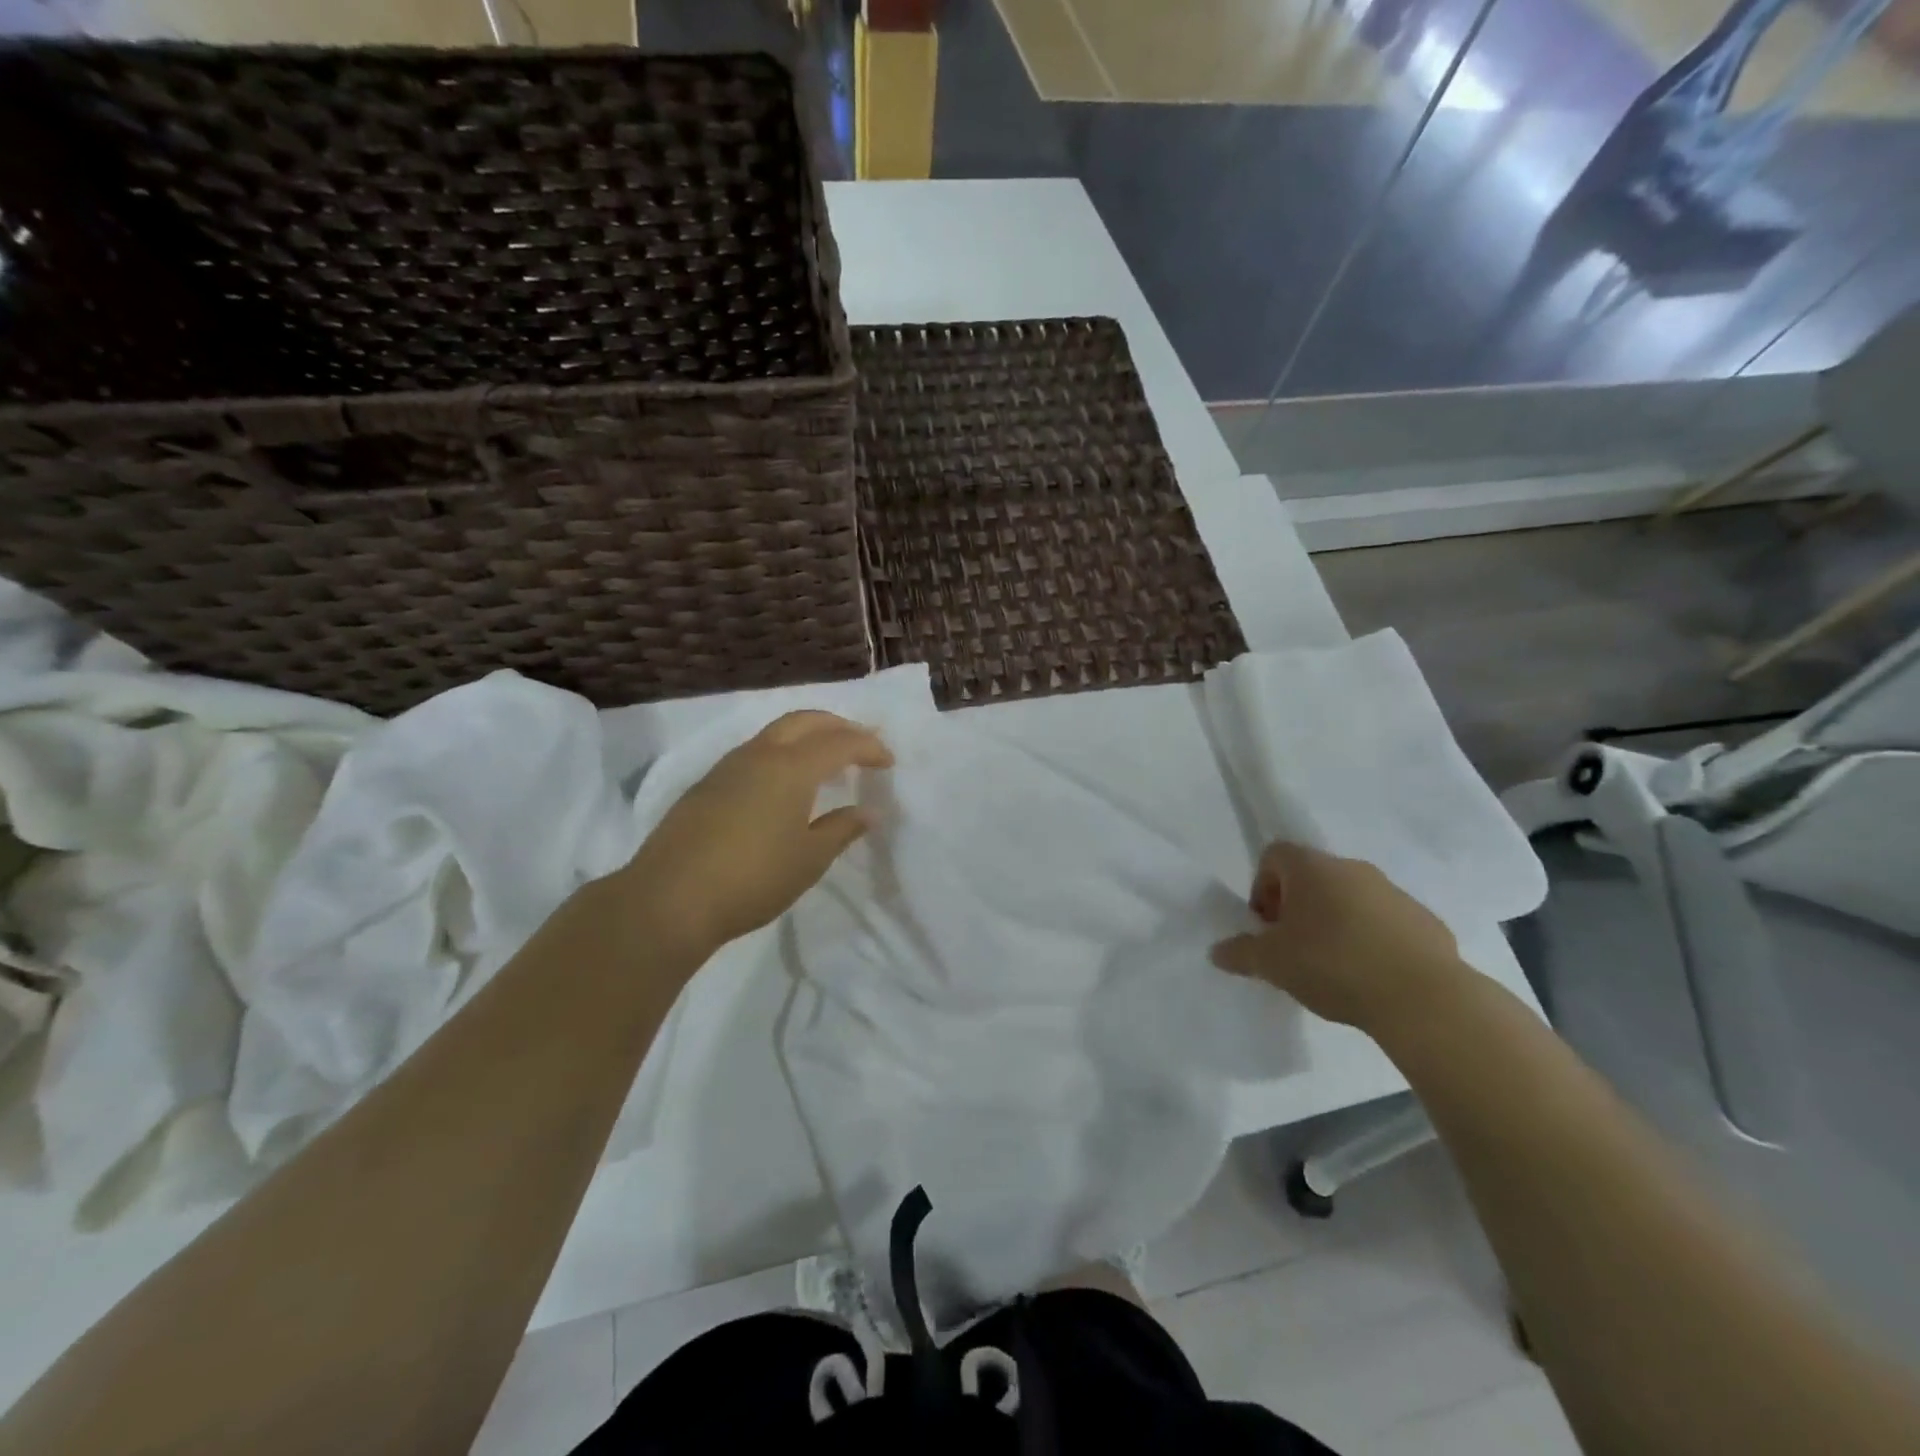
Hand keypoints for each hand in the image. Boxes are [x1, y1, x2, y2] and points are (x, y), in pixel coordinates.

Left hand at [615, 711, 892, 960]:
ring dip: (806, 736)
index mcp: (791, 767)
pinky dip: (781, 753)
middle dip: (838, 725)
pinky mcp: (706, 785)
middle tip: (860, 742)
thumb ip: (841, 829)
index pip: (840, 742)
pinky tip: (784, 783)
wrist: (669, 899)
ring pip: (775, 733)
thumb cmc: (752, 879)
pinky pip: (755, 752)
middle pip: (805, 721)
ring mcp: (727, 767)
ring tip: (825, 759)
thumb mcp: (809, 859)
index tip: (888, 762)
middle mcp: (760, 755)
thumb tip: (867, 812)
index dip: (869, 747)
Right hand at [1209, 842, 1467, 1032]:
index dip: (1262, 886)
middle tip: (1293, 948)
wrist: (1423, 998)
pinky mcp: (1425, 921)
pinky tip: (1371, 976)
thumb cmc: (1333, 965)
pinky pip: (1385, 921)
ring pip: (1351, 897)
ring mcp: (1394, 892)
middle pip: (1312, 876)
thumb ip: (1240, 953)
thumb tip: (1217, 951)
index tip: (1267, 925)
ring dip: (1335, 921)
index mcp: (1312, 868)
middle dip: (1297, 907)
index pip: (1274, 854)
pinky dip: (1371, 939)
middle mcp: (1353, 868)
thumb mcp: (1272, 963)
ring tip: (1333, 966)